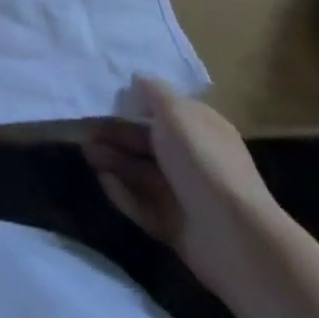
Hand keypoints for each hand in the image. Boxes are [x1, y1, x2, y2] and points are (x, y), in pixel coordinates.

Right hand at [83, 77, 284, 291]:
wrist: (235, 238)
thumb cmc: (202, 161)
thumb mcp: (175, 112)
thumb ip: (152, 92)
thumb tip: (137, 79)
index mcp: (201, 128)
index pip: (164, 111)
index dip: (134, 103)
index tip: (103, 98)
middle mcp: (194, 159)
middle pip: (148, 142)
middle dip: (116, 133)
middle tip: (83, 127)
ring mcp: (185, 195)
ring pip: (142, 172)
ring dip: (114, 160)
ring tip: (85, 151)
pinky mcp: (175, 226)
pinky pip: (143, 204)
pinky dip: (123, 192)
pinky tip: (102, 180)